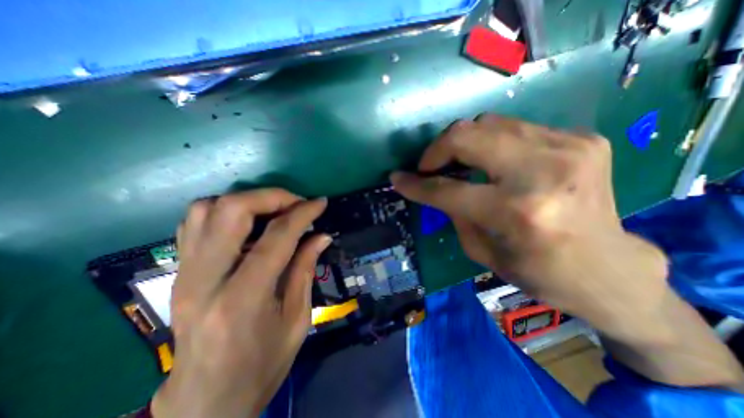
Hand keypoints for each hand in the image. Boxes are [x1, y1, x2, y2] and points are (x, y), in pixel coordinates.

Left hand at [152, 190, 328, 417]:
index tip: (320, 203)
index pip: (277, 237)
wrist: (204, 402)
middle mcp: (206, 279)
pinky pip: (195, 222)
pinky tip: (249, 223)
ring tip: (274, 211)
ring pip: (206, 209)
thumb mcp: (297, 320)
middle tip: (296, 203)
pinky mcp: (179, 272)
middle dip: (272, 197)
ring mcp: (185, 273)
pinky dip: (225, 211)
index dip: (303, 213)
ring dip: (247, 201)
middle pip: (232, 210)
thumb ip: (306, 270)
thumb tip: (322, 236)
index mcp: (243, 299)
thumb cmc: (261, 365)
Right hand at [391, 112, 668, 339]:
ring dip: (462, 143)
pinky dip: (491, 143)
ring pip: (488, 123)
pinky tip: (493, 163)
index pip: (447, 189)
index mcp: (517, 212)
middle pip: (466, 135)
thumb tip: (432, 187)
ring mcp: (569, 146)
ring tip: (457, 163)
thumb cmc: (539, 272)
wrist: (610, 269)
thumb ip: (453, 212)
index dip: (415, 184)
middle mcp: (543, 171)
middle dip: (436, 150)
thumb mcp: (481, 251)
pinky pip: (514, 128)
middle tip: (429, 167)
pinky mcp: (582, 138)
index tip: (397, 179)